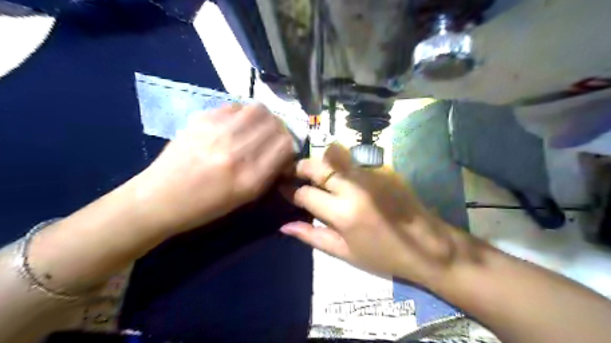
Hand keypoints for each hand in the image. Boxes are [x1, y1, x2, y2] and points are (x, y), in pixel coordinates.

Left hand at [135, 103, 296, 233]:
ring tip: (255, 128)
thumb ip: (269, 172)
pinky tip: (234, 125)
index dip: (289, 145)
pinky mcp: (202, 119)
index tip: (282, 150)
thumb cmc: (205, 206)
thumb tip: (283, 151)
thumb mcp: (245, 197)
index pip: (285, 145)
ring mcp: (218, 132)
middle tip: (271, 137)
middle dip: (279, 130)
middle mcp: (237, 151)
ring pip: (258, 109)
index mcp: (250, 177)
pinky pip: (235, 107)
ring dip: (263, 118)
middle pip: (275, 123)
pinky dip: (242, 114)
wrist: (160, 198)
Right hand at [279, 144, 473, 286]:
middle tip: (292, 174)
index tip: (283, 190)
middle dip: (299, 167)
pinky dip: (339, 166)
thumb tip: (284, 226)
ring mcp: (369, 174)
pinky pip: (352, 162)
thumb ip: (313, 236)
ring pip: (334, 156)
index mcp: (343, 213)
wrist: (427, 244)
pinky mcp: (381, 169)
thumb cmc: (383, 256)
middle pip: (317, 166)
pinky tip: (340, 178)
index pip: (305, 193)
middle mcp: (354, 187)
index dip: (290, 191)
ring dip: (319, 164)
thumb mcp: (345, 253)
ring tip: (313, 174)